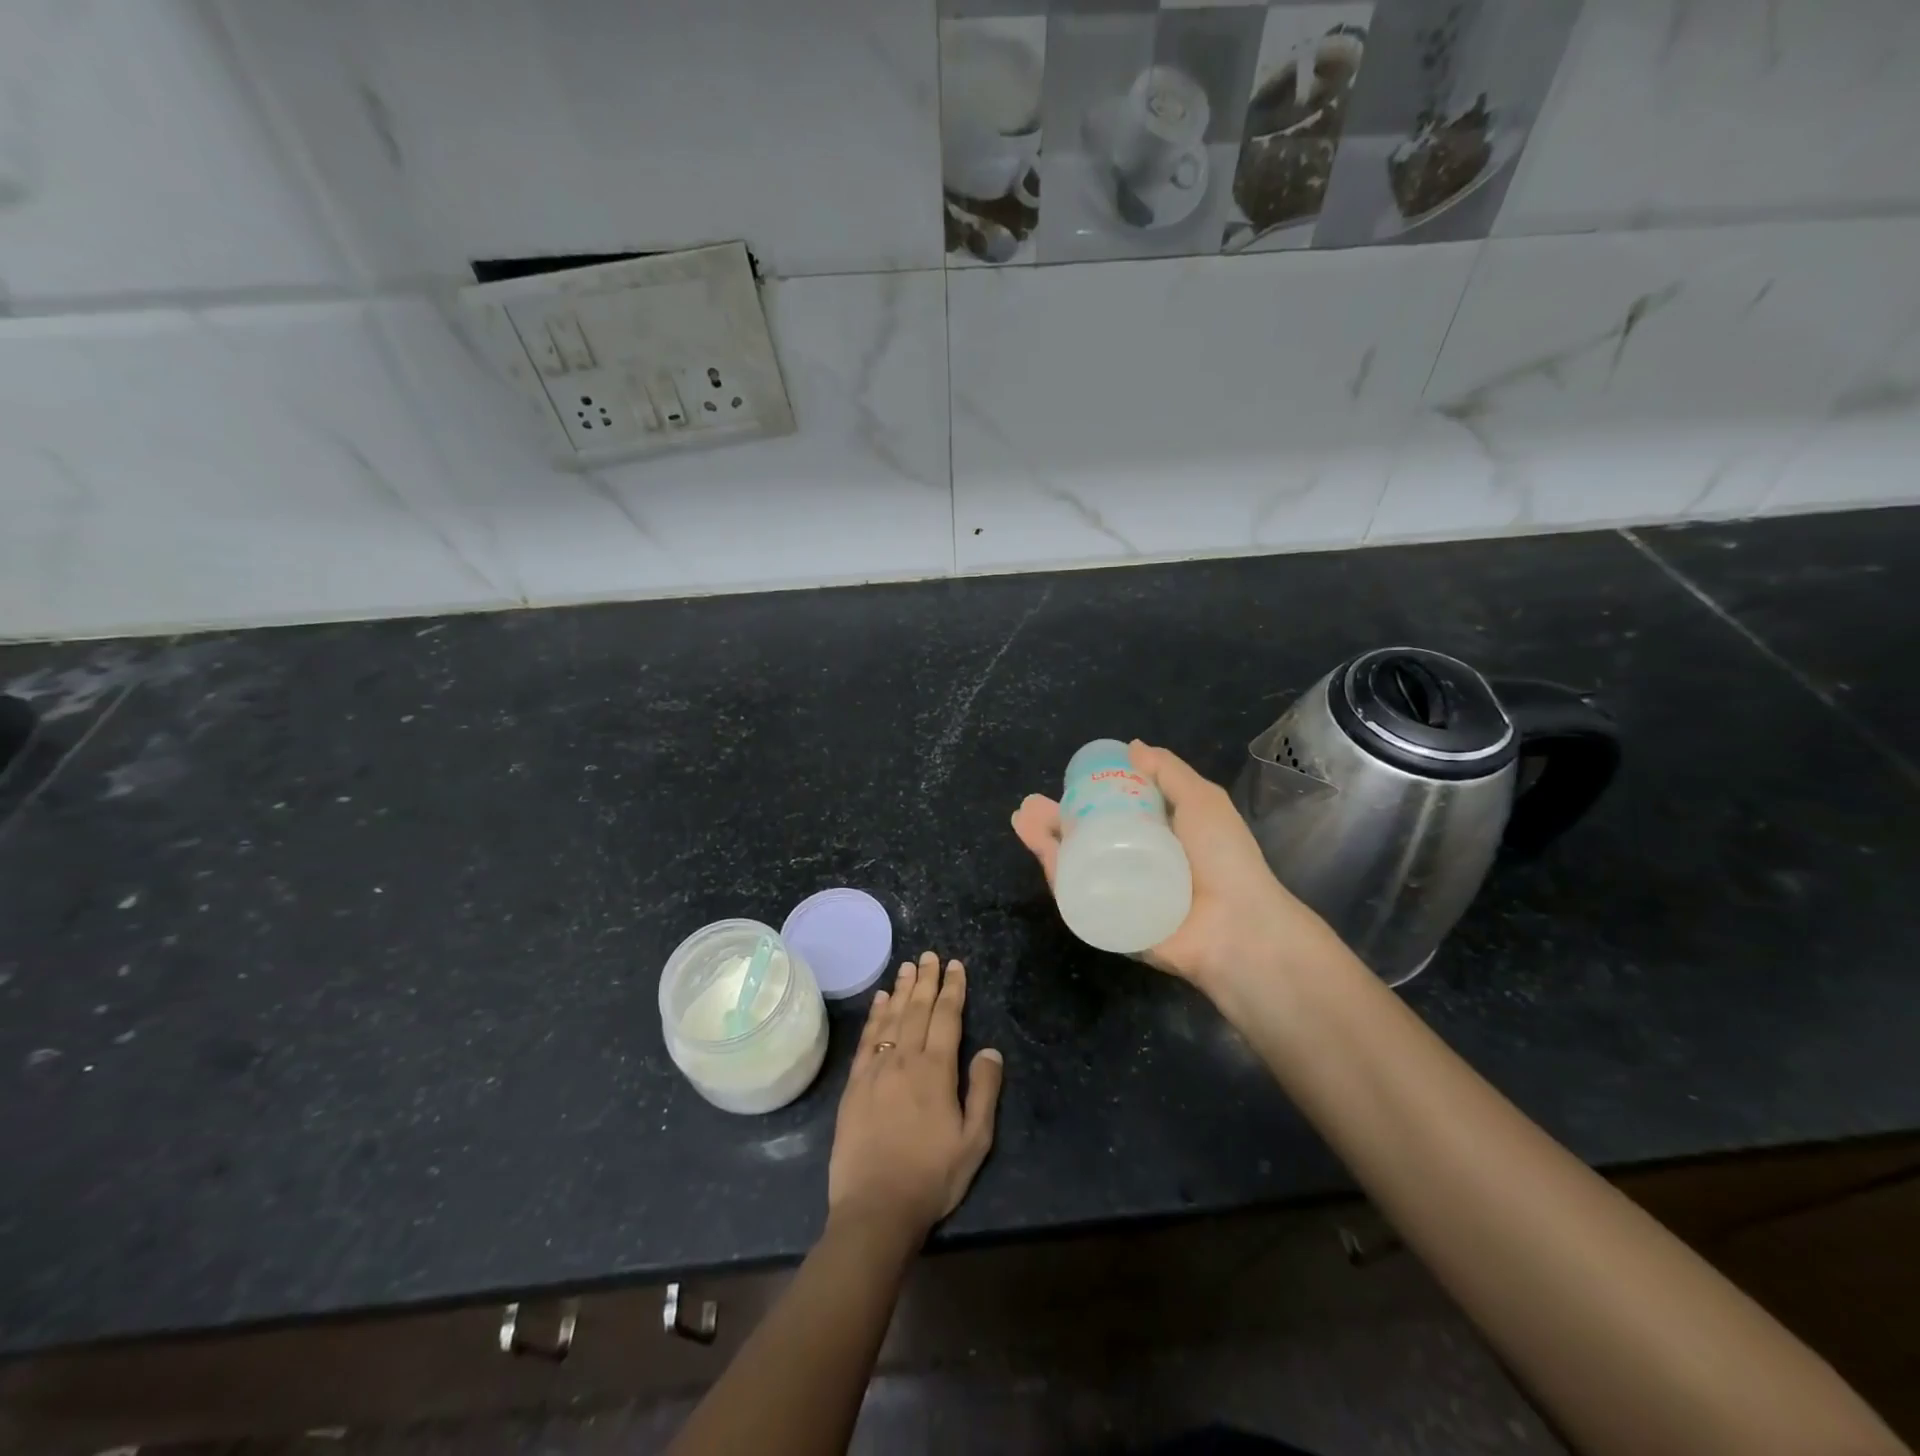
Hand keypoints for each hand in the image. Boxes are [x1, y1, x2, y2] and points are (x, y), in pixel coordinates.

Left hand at [828, 952, 1004, 1241]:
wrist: (875, 1207)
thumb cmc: (932, 1177)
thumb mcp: (974, 1141)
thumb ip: (983, 1092)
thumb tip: (990, 1051)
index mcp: (936, 1071)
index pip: (946, 1018)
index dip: (952, 989)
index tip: (955, 966)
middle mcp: (905, 1059)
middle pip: (917, 1009)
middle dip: (926, 980)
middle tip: (930, 955)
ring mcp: (876, 1069)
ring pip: (891, 1018)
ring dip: (901, 990)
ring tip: (908, 966)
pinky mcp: (855, 1084)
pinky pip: (867, 1039)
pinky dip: (875, 1016)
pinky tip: (879, 1001)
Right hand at [1011, 740, 1337, 997]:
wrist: (1235, 926)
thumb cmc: (1223, 858)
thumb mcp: (1201, 800)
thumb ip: (1169, 772)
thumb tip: (1133, 746)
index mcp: (1154, 837)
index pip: (1110, 815)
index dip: (1084, 798)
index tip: (1066, 783)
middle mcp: (1131, 865)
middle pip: (1082, 840)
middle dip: (1052, 822)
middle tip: (1029, 806)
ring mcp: (1116, 896)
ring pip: (1072, 866)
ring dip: (1043, 842)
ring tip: (1022, 819)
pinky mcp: (1107, 923)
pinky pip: (1075, 896)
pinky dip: (1055, 872)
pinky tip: (1039, 847)